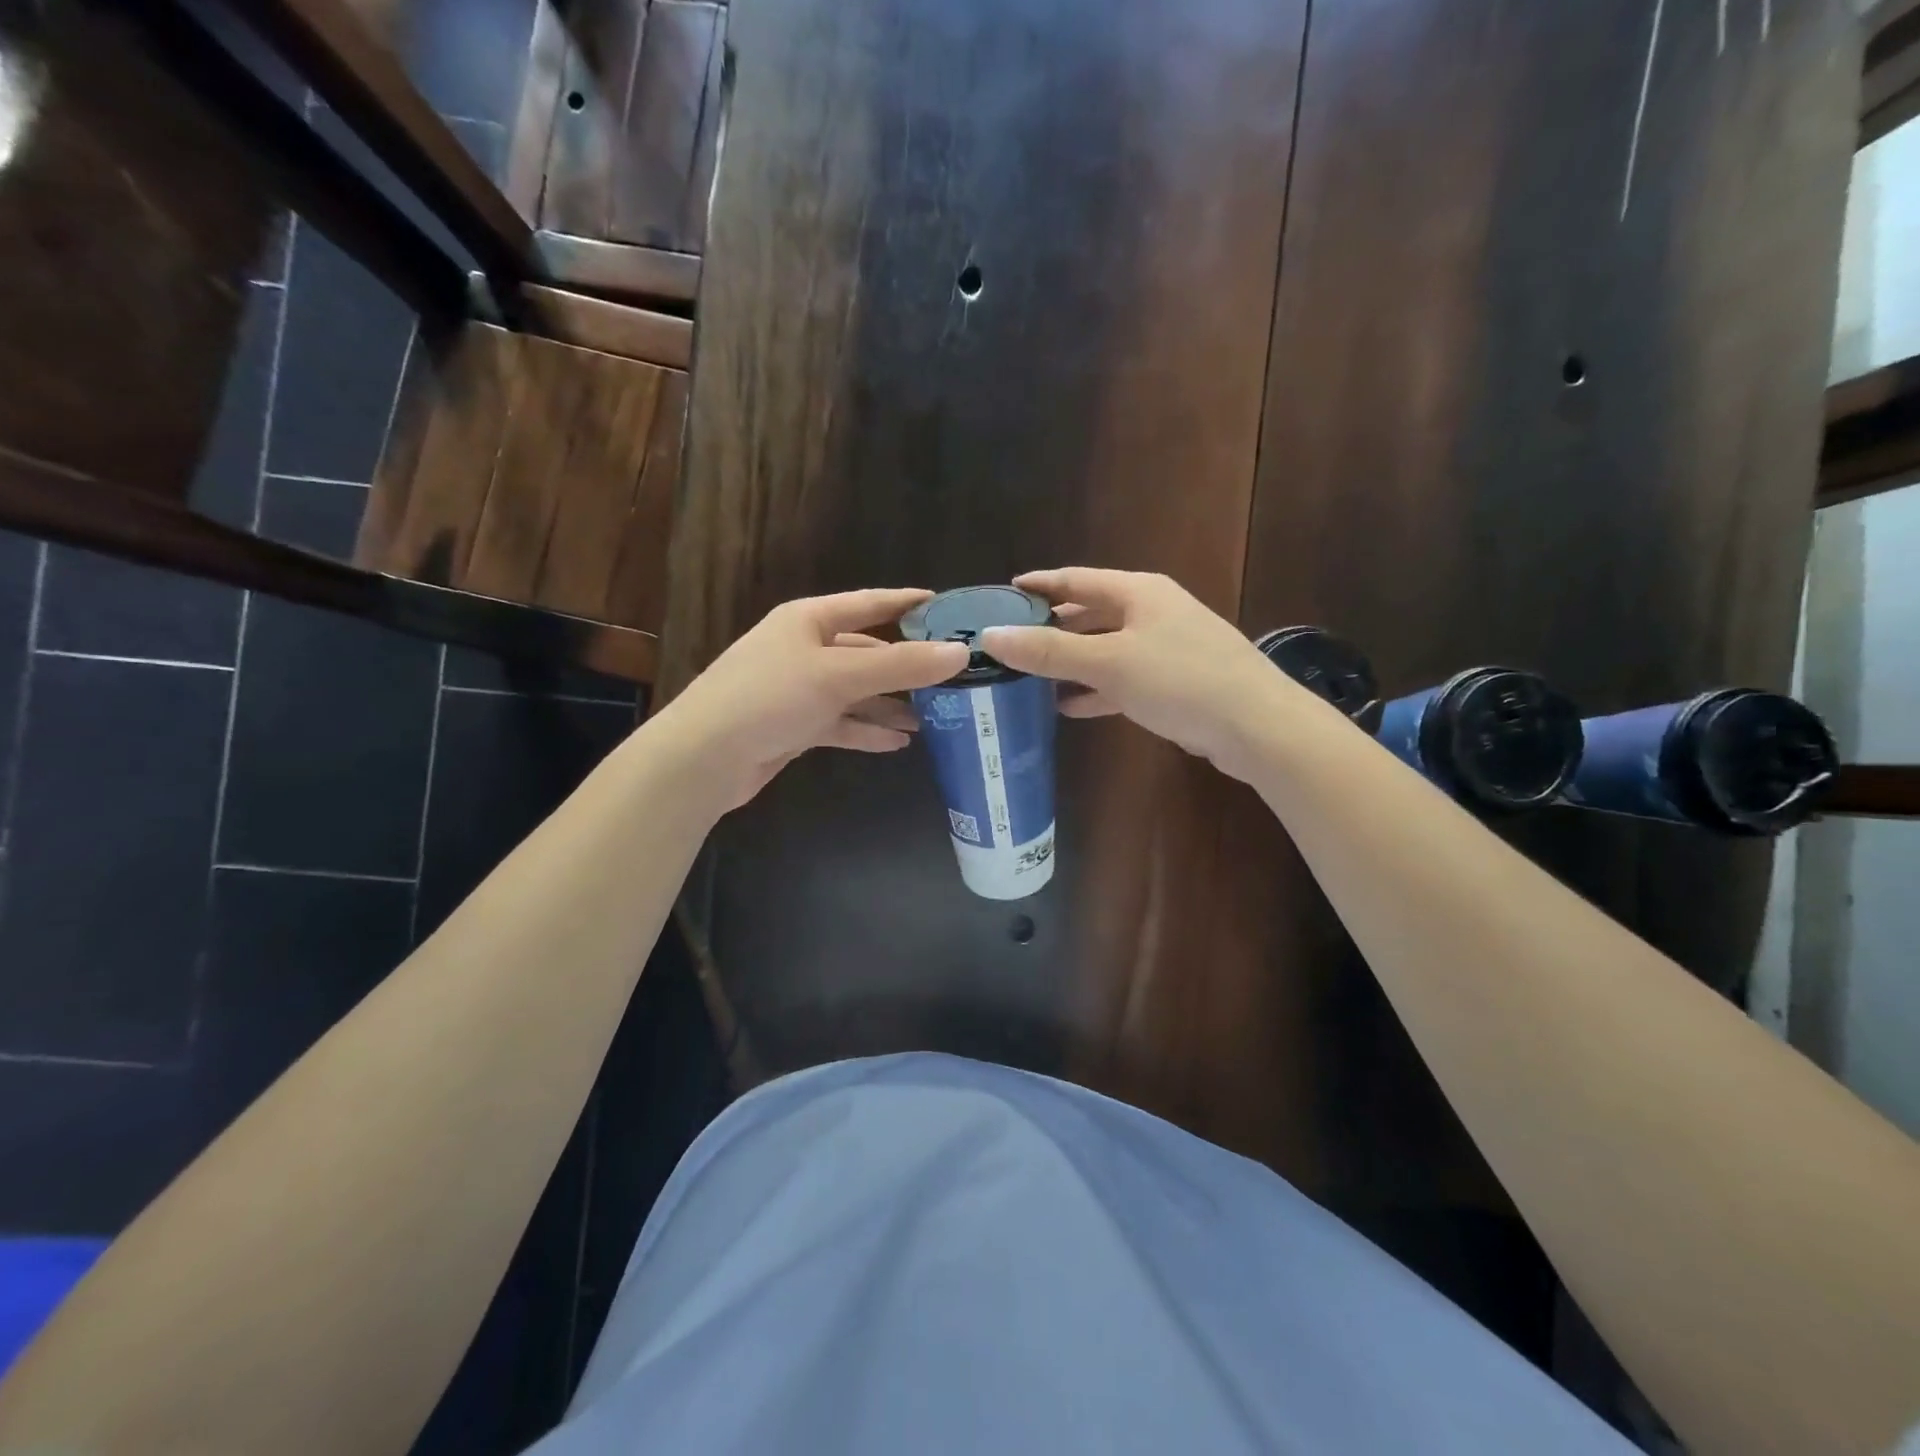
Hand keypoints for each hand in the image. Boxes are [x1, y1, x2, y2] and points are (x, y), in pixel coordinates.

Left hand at [652, 589, 968, 810]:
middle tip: (951, 679)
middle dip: (906, 667)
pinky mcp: (795, 726)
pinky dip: (867, 731)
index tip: (946, 607)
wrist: (704, 758)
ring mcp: (799, 689)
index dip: (907, 603)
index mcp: (809, 620)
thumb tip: (960, 652)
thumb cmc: (769, 698)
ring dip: (890, 705)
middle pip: (867, 652)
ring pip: (857, 692)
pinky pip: (841, 723)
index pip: (870, 603)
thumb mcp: (839, 675)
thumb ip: (901, 665)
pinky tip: (898, 743)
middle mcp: (805, 649)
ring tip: (933, 719)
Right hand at [982, 568, 1292, 782]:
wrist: (1257, 726)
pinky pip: (1122, 679)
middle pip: (1089, 615)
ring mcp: (1165, 648)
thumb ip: (1049, 651)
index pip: (1075, 580)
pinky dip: (1095, 689)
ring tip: (1028, 678)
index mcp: (1137, 592)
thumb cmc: (1181, 680)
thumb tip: (990, 635)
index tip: (1002, 595)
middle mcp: (1151, 612)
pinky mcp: (1173, 683)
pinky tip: (1069, 707)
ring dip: (1069, 663)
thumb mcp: (1109, 663)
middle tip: (1009, 644)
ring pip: (1104, 649)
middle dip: (1050, 629)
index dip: (1038, 585)